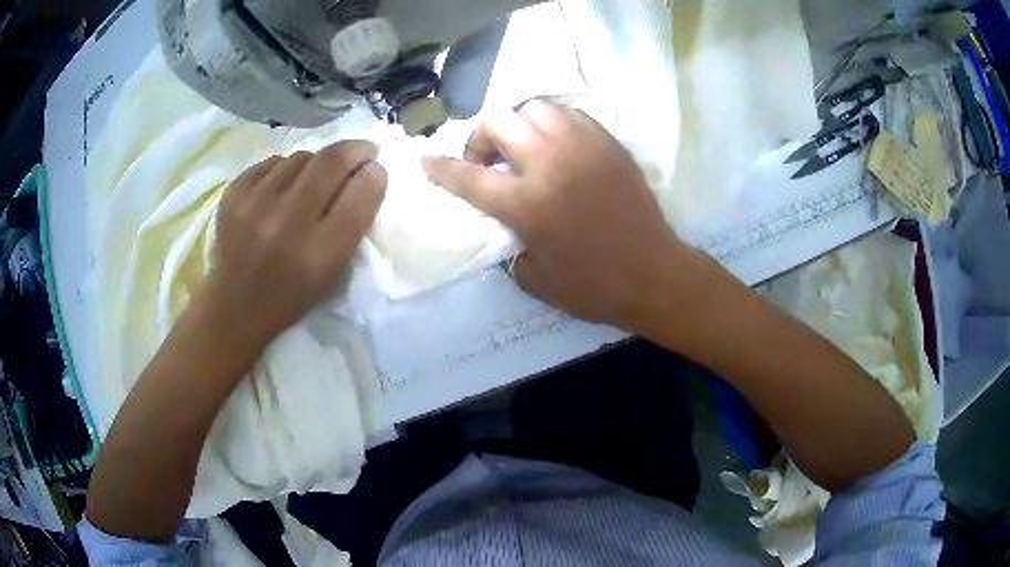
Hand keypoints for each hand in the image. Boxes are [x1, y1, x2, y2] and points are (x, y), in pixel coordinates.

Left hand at [200, 141, 386, 349]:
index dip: (374, 175)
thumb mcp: (331, 273)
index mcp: (317, 255)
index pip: (358, 197)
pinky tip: (281, 189)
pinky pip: (272, 162)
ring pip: (301, 157)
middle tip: (361, 151)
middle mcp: (285, 225)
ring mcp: (253, 206)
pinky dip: (284, 169)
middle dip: (353, 150)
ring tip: (312, 181)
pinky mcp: (233, 195)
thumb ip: (352, 225)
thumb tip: (367, 173)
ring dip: (315, 164)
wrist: (234, 307)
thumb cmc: (291, 295)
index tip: (376, 169)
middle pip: (330, 162)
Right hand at [422, 100, 712, 333]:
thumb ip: (509, 245)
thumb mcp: (535, 278)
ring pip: (535, 107)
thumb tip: (506, 223)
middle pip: (498, 122)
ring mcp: (582, 147)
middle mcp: (549, 163)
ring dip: (519, 124)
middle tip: (488, 160)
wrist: (654, 273)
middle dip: (481, 138)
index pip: (468, 176)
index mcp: (526, 203)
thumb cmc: (594, 286)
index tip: (427, 160)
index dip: (441, 168)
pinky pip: (569, 114)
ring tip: (524, 147)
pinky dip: (553, 124)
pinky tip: (557, 145)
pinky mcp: (607, 143)